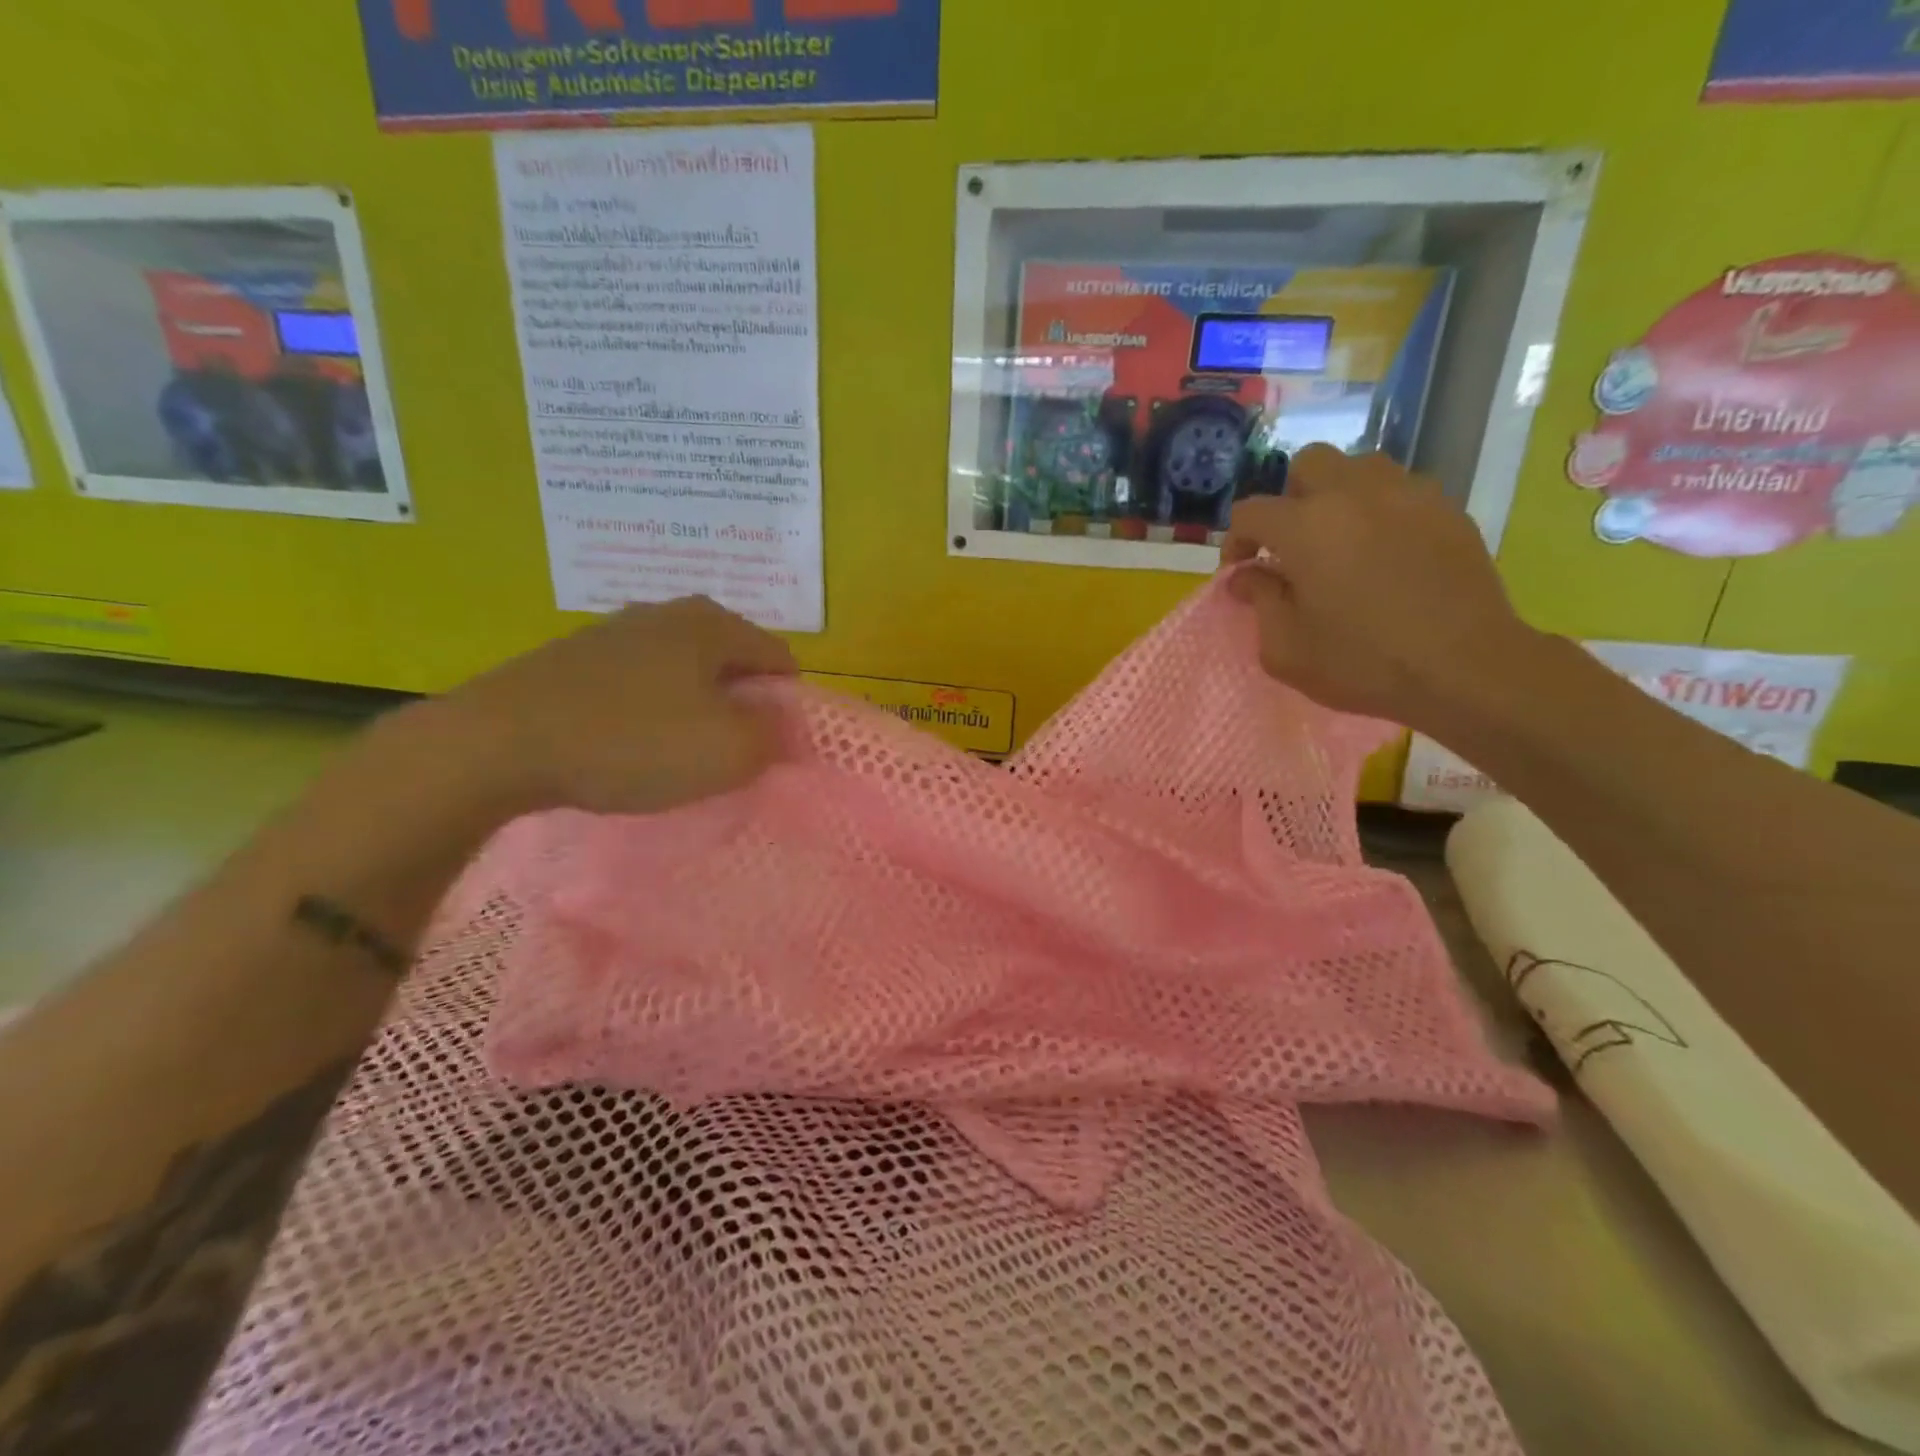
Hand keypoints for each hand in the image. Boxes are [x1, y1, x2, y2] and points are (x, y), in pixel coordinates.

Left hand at [413, 596, 795, 817]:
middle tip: (730, 752)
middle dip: (740, 704)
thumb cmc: (633, 741)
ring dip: (693, 708)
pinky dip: (649, 711)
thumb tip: (787, 726)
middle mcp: (667, 614)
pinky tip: (631, 745)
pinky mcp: (575, 658)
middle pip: (730, 661)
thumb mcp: (728, 751)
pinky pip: (637, 683)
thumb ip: (773, 736)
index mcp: (712, 625)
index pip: (779, 657)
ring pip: (682, 671)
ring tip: (679, 753)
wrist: (498, 743)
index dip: (787, 703)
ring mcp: (615, 632)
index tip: (772, 746)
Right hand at [1221, 446, 1534, 729]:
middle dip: (1289, 499)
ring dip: (1338, 495)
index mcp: (1305, 527)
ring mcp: (1407, 495)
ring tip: (1340, 539)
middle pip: (1307, 464)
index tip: (1242, 571)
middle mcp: (1354, 494)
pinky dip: (1381, 510)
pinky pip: (1401, 490)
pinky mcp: (1447, 509)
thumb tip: (1247, 575)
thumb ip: (1259, 602)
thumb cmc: (1362, 663)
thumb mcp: (1286, 649)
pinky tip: (1385, 550)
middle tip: (1292, 543)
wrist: (1464, 668)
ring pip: (1359, 467)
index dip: (1236, 540)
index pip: (1250, 511)